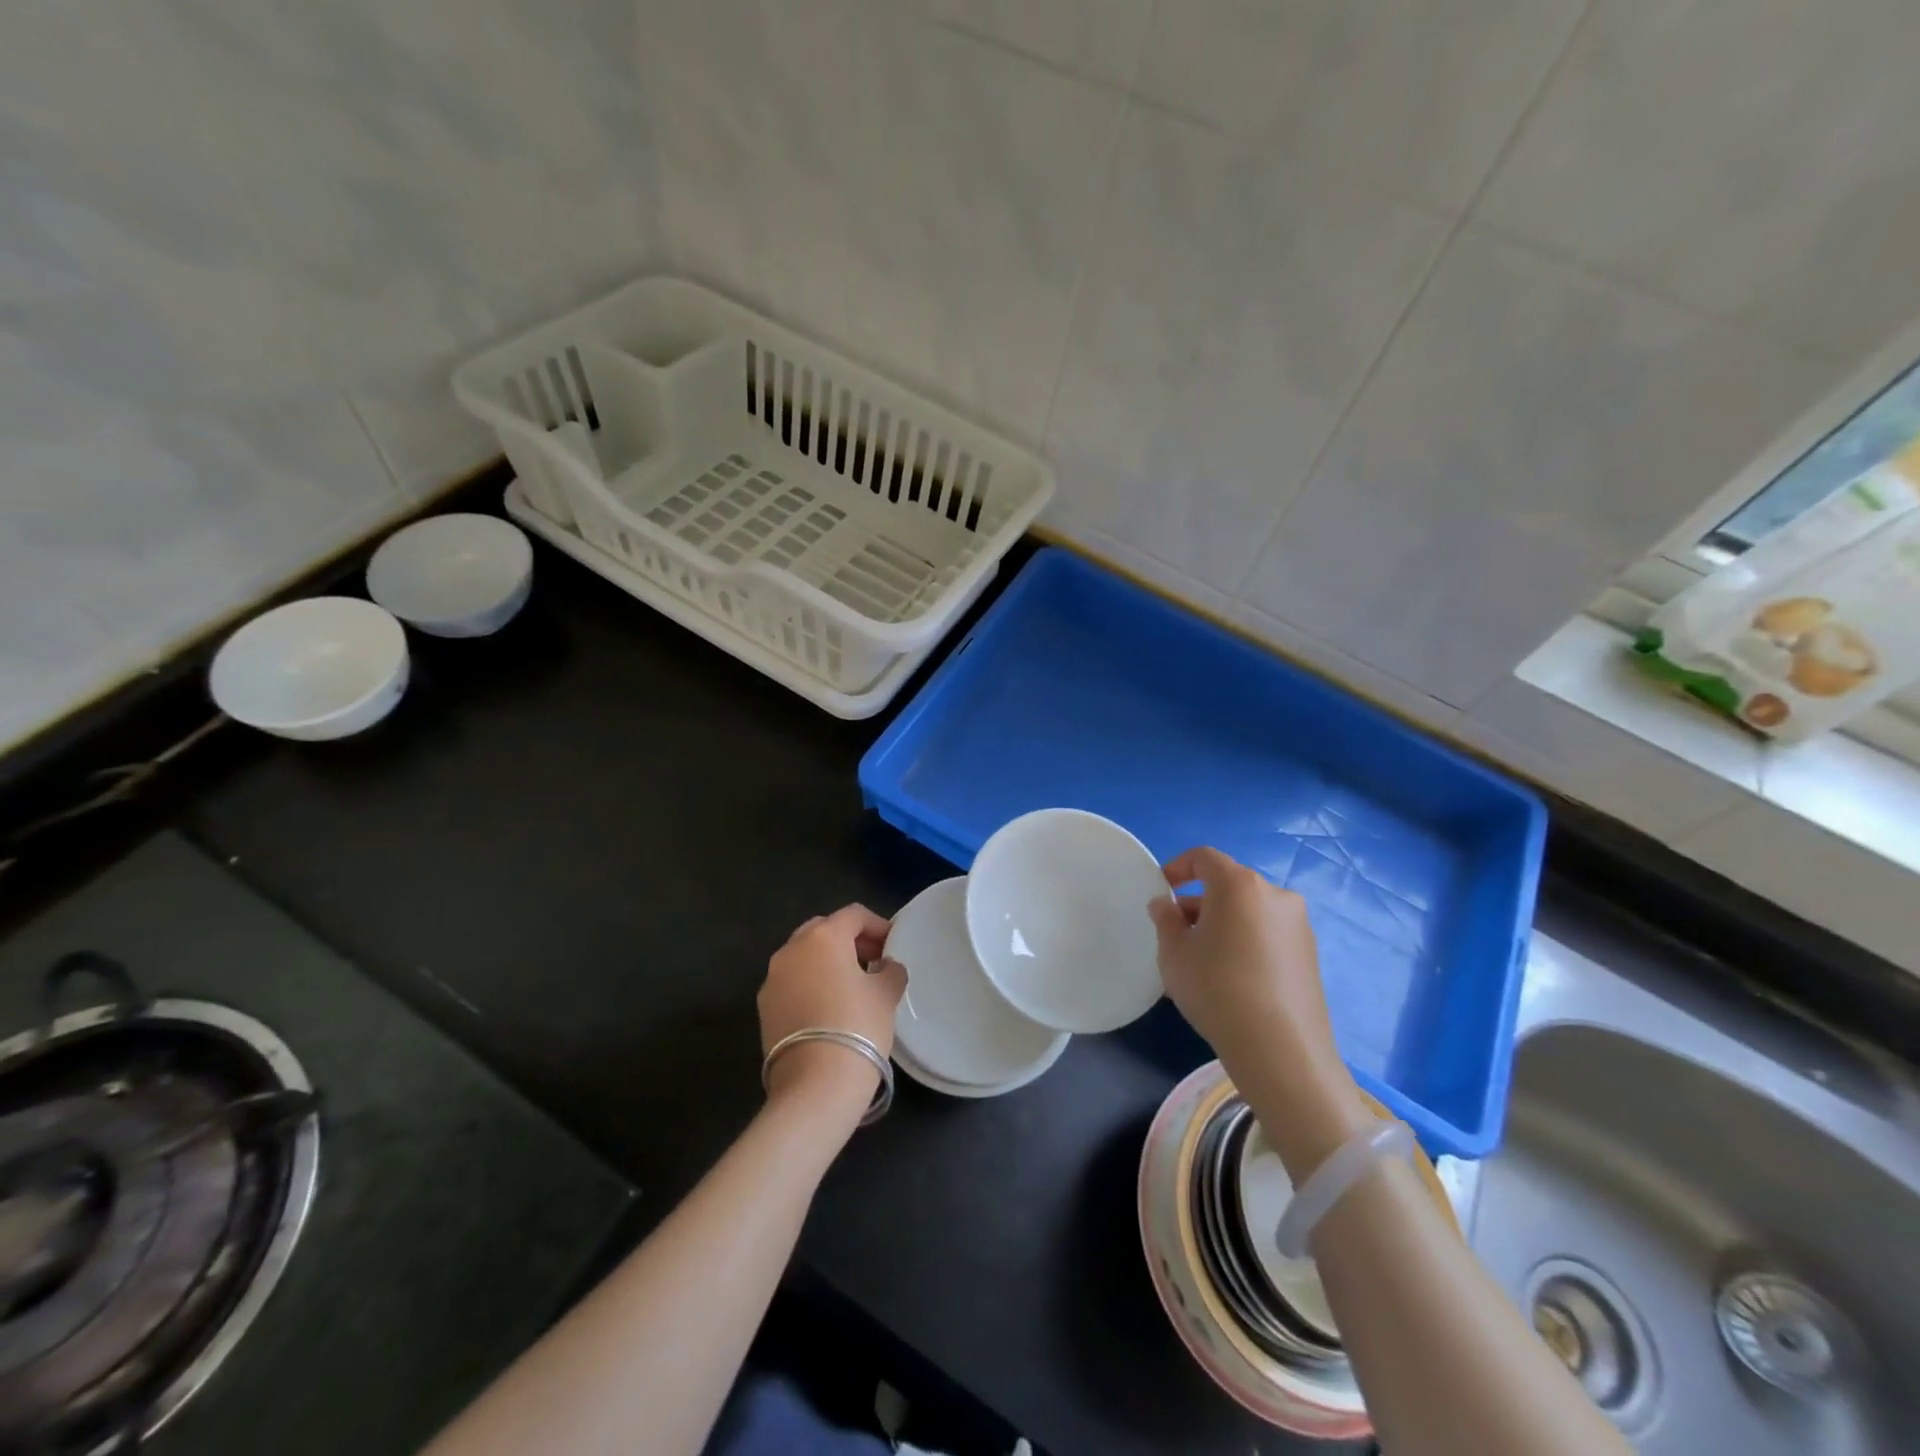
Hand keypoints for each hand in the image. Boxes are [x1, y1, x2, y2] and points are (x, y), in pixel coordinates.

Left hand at [759, 905, 906, 1118]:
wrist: (815, 1085)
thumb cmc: (858, 1027)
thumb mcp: (887, 994)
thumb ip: (890, 970)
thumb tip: (885, 966)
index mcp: (824, 937)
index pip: (853, 915)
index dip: (877, 925)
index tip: (892, 945)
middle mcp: (792, 949)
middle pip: (823, 929)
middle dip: (849, 940)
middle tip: (872, 961)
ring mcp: (772, 978)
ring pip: (803, 956)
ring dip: (827, 962)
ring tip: (850, 986)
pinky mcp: (764, 1006)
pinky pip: (791, 981)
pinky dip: (810, 984)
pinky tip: (828, 1008)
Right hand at [1148, 847, 1371, 1176]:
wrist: (1281, 1050)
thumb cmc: (1217, 990)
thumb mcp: (1174, 955)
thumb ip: (1166, 921)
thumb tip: (1165, 905)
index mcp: (1239, 885)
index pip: (1204, 857)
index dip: (1178, 867)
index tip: (1161, 890)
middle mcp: (1274, 894)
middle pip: (1229, 884)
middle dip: (1200, 901)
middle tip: (1179, 932)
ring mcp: (1298, 924)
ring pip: (1250, 910)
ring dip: (1224, 922)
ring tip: (1204, 959)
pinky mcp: (1310, 953)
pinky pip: (1268, 933)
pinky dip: (1247, 940)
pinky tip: (1233, 976)